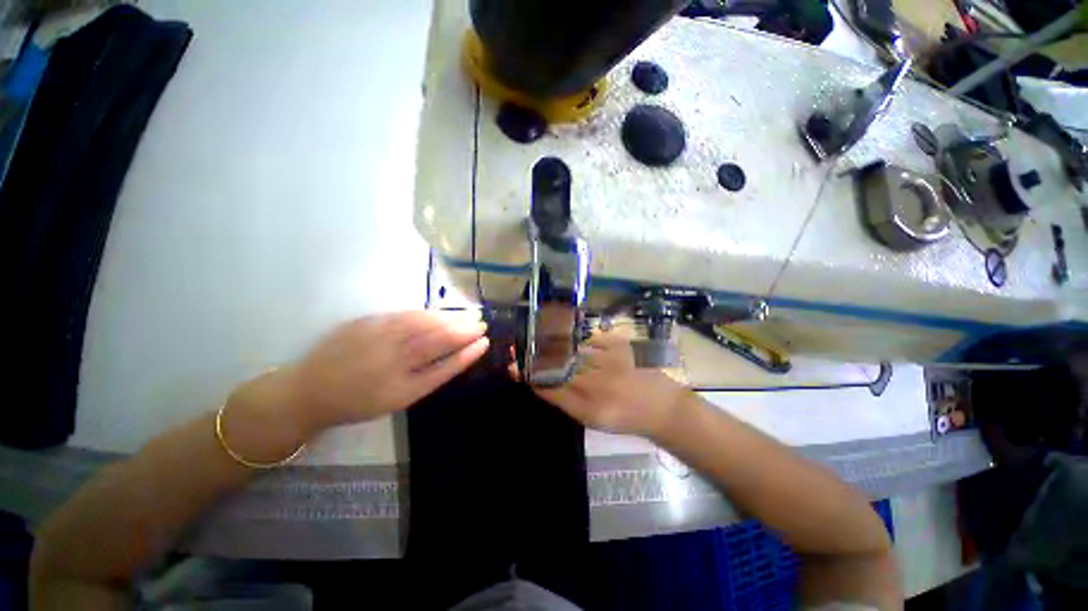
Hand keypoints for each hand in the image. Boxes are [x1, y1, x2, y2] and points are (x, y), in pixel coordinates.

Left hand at [274, 311, 488, 433]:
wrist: (308, 391)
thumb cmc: (357, 402)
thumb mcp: (395, 400)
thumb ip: (426, 378)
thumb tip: (453, 354)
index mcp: (401, 390)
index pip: (444, 369)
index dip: (467, 355)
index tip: (484, 343)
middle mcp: (391, 364)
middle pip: (437, 342)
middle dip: (464, 331)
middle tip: (482, 324)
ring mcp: (377, 341)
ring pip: (423, 325)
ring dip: (449, 319)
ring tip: (467, 316)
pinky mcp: (366, 324)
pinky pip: (403, 316)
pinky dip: (426, 313)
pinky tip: (438, 313)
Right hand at [528, 331, 689, 437]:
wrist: (662, 407)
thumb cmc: (626, 417)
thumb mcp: (593, 419)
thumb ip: (566, 401)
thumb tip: (540, 383)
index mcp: (590, 408)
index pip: (551, 389)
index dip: (530, 376)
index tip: (515, 366)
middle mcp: (598, 385)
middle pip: (558, 367)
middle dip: (535, 356)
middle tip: (520, 348)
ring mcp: (610, 362)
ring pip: (571, 350)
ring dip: (550, 342)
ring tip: (536, 337)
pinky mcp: (620, 346)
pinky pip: (591, 337)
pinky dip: (576, 336)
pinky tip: (565, 333)